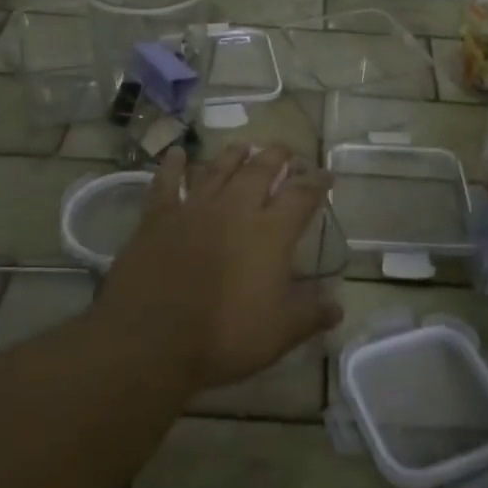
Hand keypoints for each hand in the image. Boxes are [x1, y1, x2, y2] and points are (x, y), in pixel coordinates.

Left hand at [93, 145, 344, 391]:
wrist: (150, 340)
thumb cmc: (223, 338)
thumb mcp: (280, 333)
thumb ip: (311, 314)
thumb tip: (338, 307)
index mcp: (270, 232)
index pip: (302, 195)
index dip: (317, 182)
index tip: (326, 174)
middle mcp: (235, 208)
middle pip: (260, 169)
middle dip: (277, 156)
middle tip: (285, 151)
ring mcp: (194, 208)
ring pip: (218, 168)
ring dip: (234, 155)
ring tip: (245, 146)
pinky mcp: (158, 217)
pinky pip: (166, 183)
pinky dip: (173, 166)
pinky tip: (177, 153)